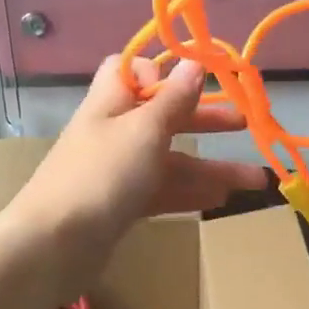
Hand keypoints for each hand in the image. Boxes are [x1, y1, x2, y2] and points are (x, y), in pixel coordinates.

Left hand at [0, 57, 268, 280]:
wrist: (53, 246)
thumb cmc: (102, 175)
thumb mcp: (144, 130)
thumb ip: (174, 99)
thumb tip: (194, 62)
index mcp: (112, 102)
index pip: (131, 70)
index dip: (161, 70)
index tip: (196, 78)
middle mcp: (115, 131)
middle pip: (164, 116)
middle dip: (204, 119)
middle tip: (244, 124)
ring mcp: (118, 171)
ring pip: (170, 160)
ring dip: (210, 167)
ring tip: (255, 180)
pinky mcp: (122, 205)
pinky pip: (163, 191)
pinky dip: (190, 192)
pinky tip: (221, 199)